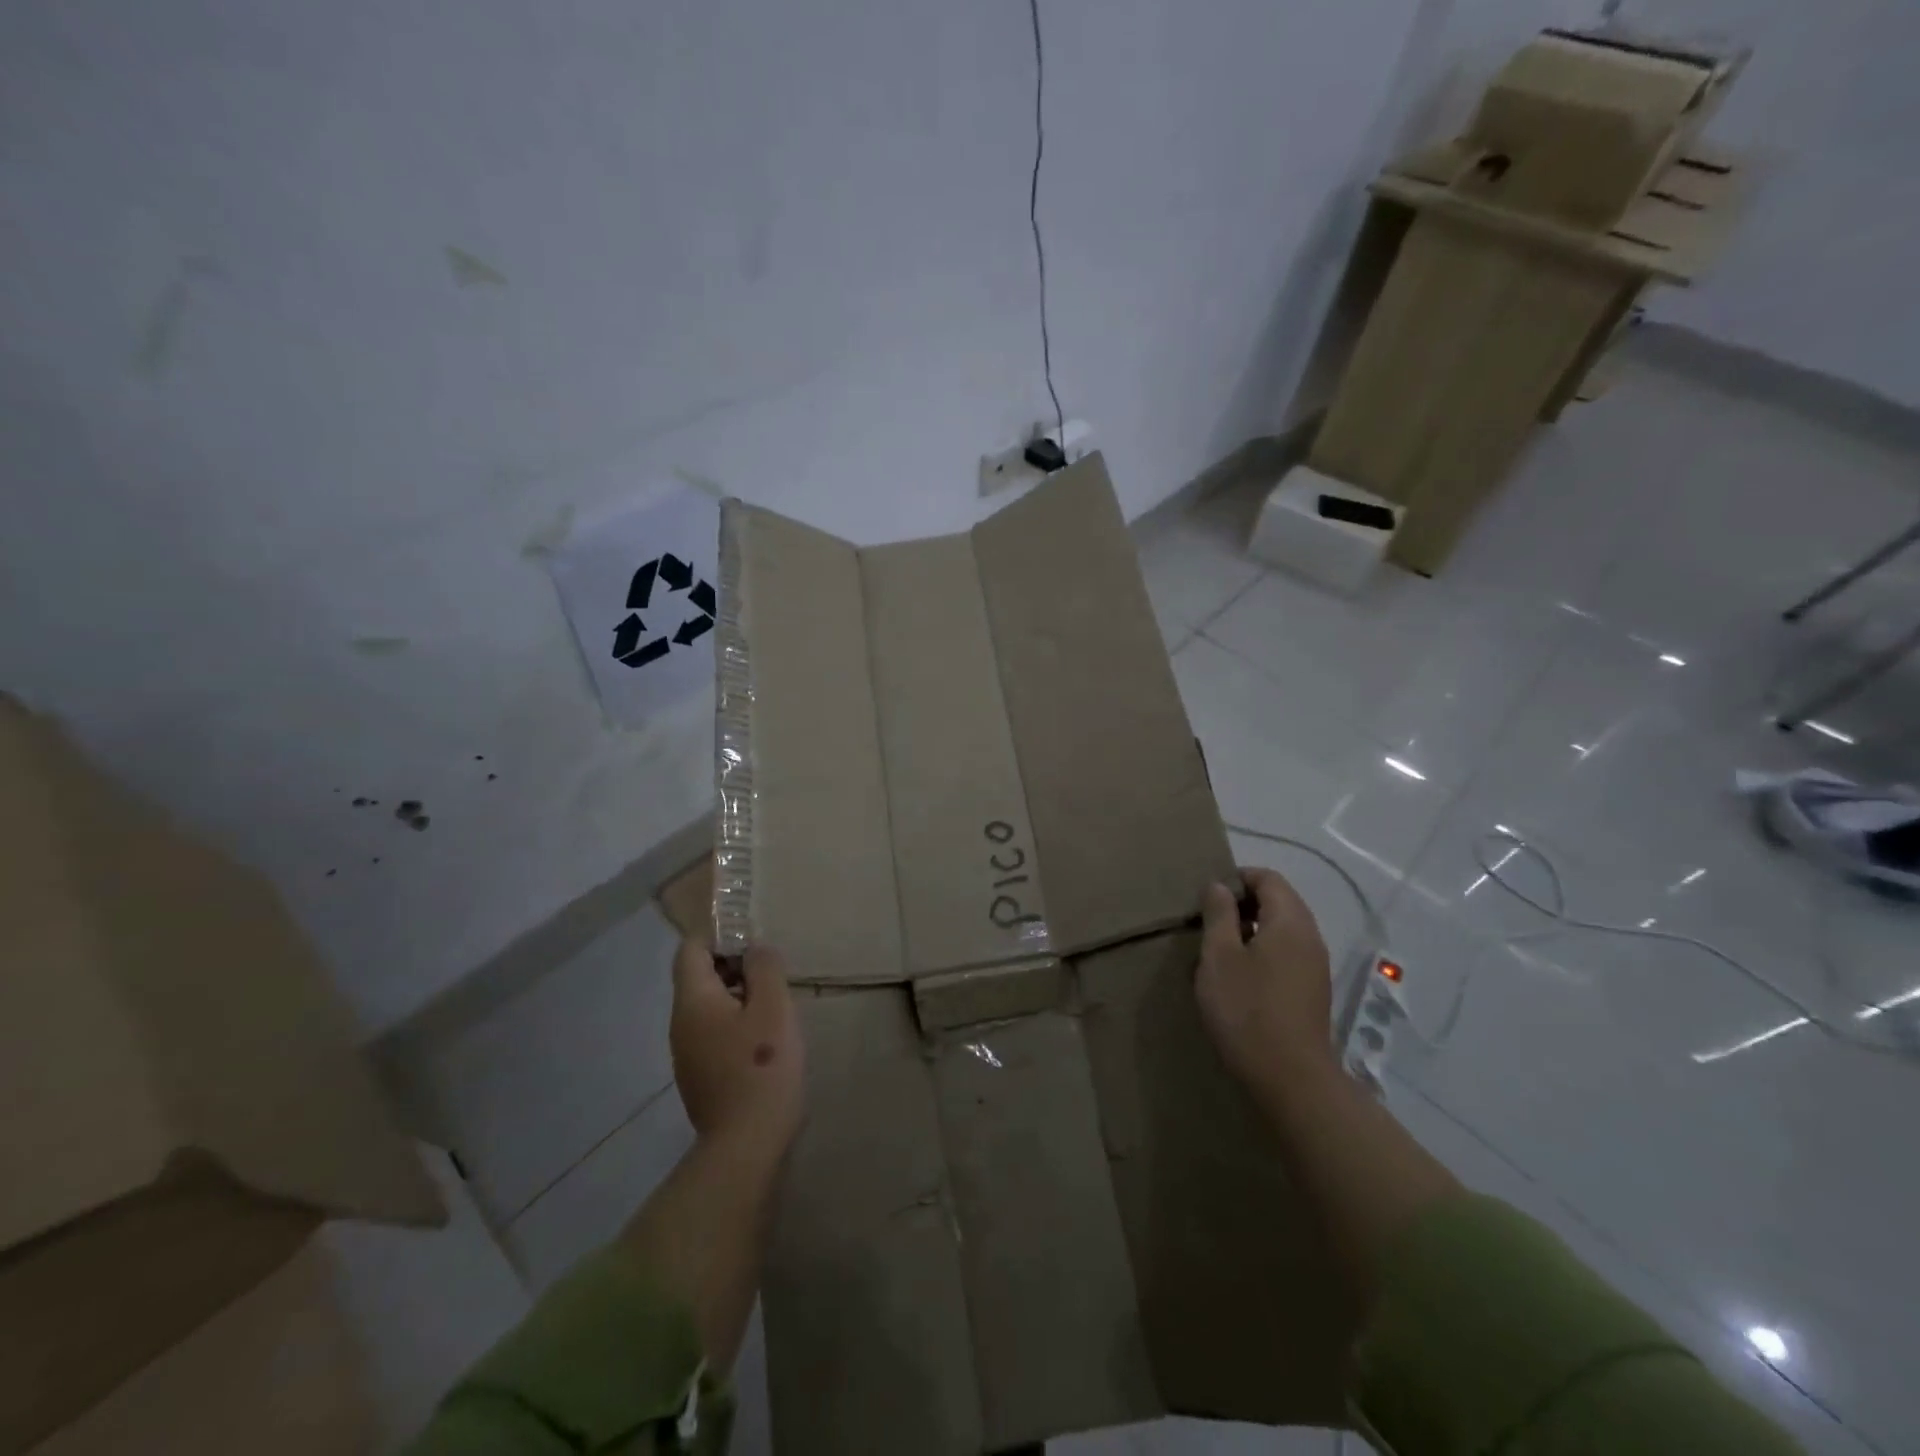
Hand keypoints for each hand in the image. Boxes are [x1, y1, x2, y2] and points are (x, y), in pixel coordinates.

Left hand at [670, 939, 804, 1155]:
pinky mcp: (700, 1077)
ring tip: (774, 1005)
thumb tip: (754, 949)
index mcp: (693, 1001)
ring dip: (738, 996)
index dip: (719, 936)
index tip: (753, 941)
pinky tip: (765, 1040)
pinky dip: (735, 1023)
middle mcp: (680, 1024)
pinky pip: (713, 1033)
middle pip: (698, 977)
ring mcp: (686, 1054)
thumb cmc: (762, 1066)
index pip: (690, 950)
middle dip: (733, 966)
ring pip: (708, 1007)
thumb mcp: (773, 1007)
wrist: (745, 1145)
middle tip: (772, 973)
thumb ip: (764, 968)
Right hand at [1195, 867, 1335, 1095]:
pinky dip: (1264, 952)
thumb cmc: (1247, 1009)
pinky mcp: (1313, 991)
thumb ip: (1219, 915)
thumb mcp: (1219, 956)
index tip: (1208, 896)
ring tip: (1220, 950)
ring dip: (1252, 930)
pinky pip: (1288, 954)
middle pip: (1280, 901)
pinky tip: (1240, 977)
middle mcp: (1310, 937)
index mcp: (1290, 921)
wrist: (1290, 1079)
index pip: (1269, 878)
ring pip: (1283, 930)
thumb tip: (1220, 886)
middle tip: (1209, 922)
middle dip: (1244, 904)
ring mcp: (1315, 966)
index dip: (1238, 878)